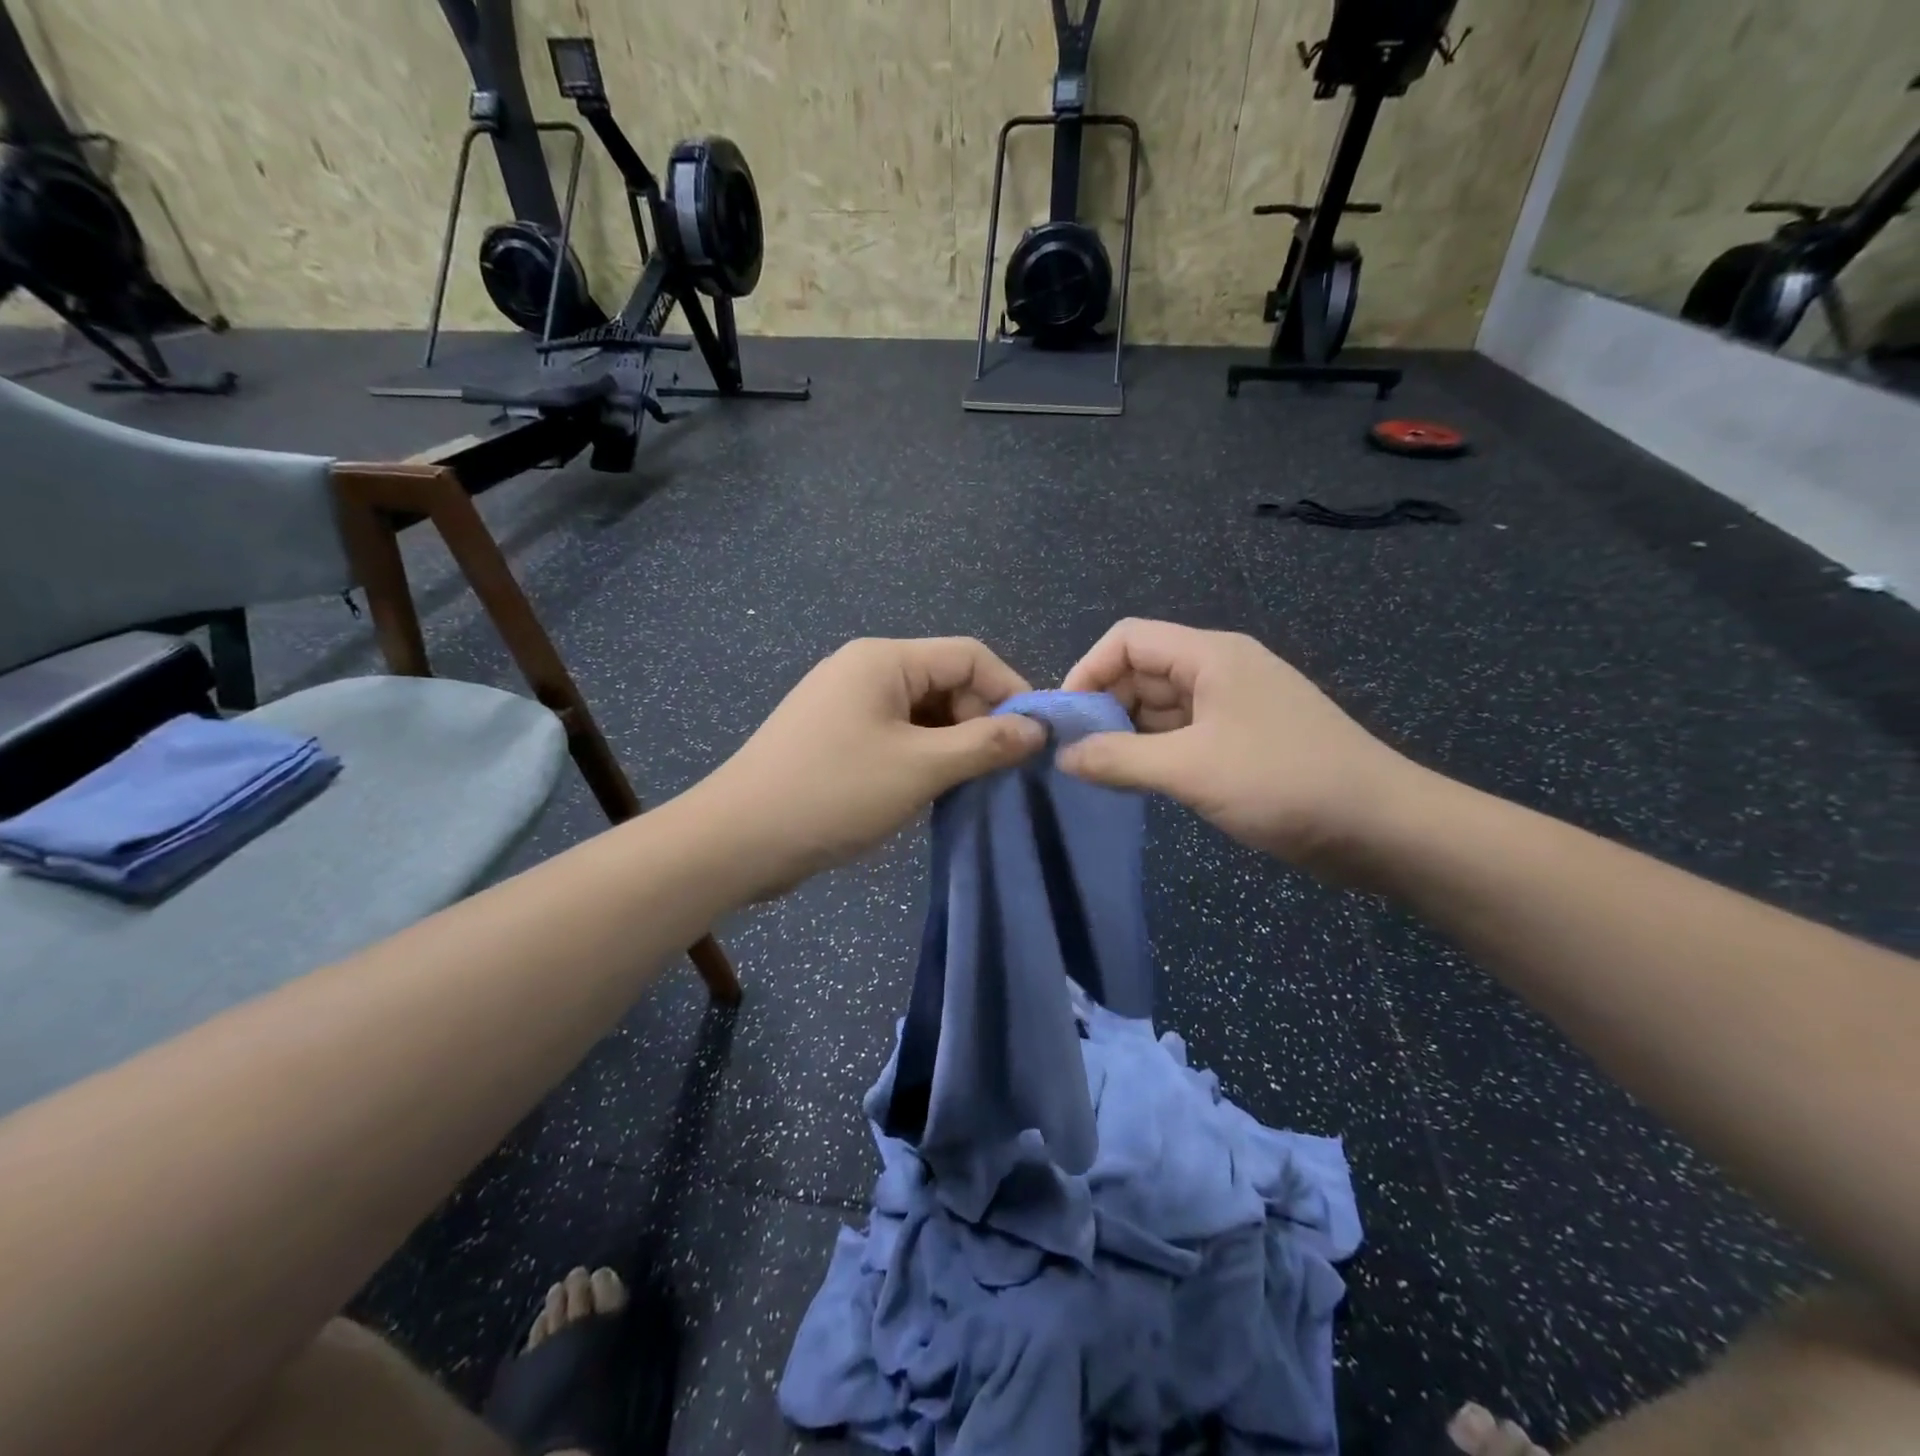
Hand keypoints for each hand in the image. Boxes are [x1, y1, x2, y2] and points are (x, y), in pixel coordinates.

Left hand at [701, 637, 1044, 896]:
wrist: (737, 840)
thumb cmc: (833, 793)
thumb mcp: (920, 768)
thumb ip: (984, 744)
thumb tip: (1037, 730)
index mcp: (884, 660)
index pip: (968, 655)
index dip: (1010, 690)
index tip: (1035, 739)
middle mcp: (864, 669)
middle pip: (945, 681)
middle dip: (979, 720)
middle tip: (999, 771)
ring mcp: (845, 703)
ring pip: (921, 712)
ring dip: (952, 743)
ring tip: (970, 784)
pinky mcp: (834, 736)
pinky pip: (895, 734)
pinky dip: (922, 756)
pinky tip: (930, 789)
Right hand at [1058, 619, 1420, 868]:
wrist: (1381, 828)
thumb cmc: (1282, 782)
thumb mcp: (1190, 769)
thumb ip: (1119, 759)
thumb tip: (1062, 756)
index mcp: (1209, 655)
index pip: (1128, 640)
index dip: (1088, 671)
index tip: (1065, 721)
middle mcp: (1219, 670)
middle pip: (1142, 672)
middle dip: (1104, 707)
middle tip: (1076, 756)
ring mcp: (1234, 706)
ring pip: (1161, 707)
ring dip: (1127, 734)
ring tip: (1099, 774)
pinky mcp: (1243, 740)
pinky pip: (1183, 734)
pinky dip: (1155, 753)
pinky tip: (1137, 782)